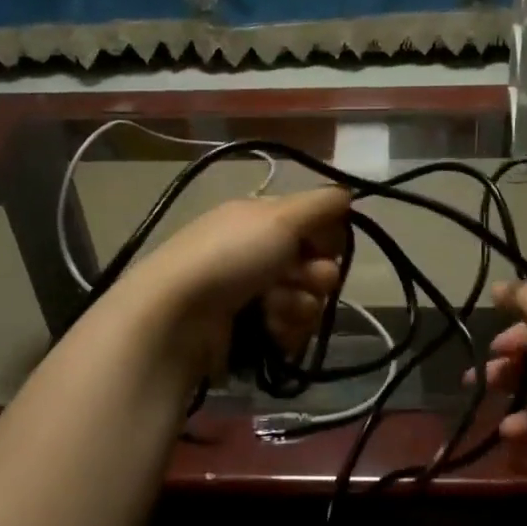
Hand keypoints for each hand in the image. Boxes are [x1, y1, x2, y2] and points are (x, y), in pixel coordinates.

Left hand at [117, 187, 351, 375]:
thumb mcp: (280, 217)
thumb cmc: (231, 257)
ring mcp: (253, 293)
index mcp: (261, 219)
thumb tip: (348, 194)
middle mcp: (258, 253)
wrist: (178, 316)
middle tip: (300, 280)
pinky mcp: (250, 330)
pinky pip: (290, 330)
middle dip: (315, 277)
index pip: (314, 224)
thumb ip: (321, 204)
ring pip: (306, 301)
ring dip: (299, 307)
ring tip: (273, 310)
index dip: (327, 237)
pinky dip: (285, 330)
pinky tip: (269, 330)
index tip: (323, 245)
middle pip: (315, 266)